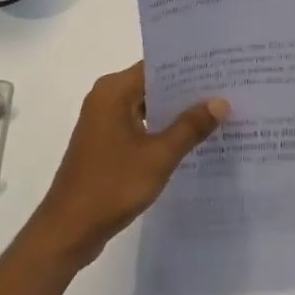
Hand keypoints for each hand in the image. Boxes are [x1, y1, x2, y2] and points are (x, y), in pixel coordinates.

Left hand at [24, 62, 227, 269]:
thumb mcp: (158, 156)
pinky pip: (138, 125)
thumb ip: (190, 127)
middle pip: (152, 84)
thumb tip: (220, 101)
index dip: (188, 67)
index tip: (219, 68)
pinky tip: (189, 141)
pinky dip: (160, 130)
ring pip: (146, 106)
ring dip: (174, 112)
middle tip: (226, 91)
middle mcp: (106, 98)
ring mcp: (103, 121)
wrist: (68, 229)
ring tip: (215, 114)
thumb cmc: (112, 185)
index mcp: (114, 90)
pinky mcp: (104, 142)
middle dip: (186, 90)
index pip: (157, 66)